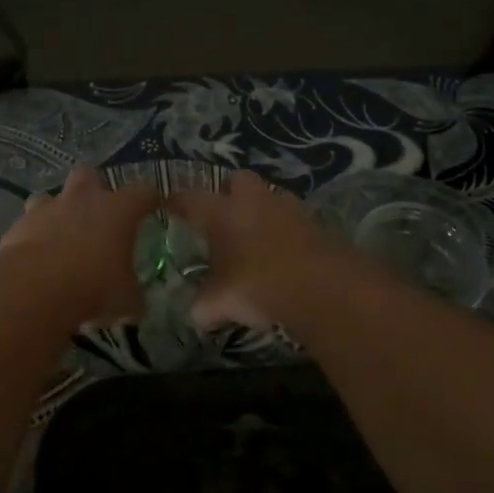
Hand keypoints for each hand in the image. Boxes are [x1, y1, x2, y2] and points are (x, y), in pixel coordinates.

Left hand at [0, 166, 161, 324]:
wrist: (35, 287)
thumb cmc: (93, 286)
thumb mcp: (125, 299)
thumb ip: (132, 296)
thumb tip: (136, 304)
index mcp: (118, 210)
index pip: (143, 192)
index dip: (150, 199)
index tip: (154, 206)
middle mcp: (83, 199)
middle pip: (90, 174)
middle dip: (93, 188)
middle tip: (97, 213)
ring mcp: (48, 208)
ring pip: (52, 196)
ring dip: (58, 211)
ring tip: (61, 235)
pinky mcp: (19, 224)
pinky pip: (29, 223)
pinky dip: (34, 236)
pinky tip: (36, 257)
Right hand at [168, 170, 345, 329]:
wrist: (323, 288)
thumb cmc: (257, 286)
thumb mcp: (218, 303)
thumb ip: (203, 305)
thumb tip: (197, 312)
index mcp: (221, 212)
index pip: (189, 198)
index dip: (177, 202)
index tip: (170, 206)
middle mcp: (253, 200)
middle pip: (237, 180)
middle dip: (230, 193)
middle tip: (224, 219)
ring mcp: (288, 208)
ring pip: (270, 196)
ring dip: (262, 210)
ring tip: (256, 237)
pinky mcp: (316, 222)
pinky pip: (294, 219)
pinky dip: (287, 231)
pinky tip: (284, 254)